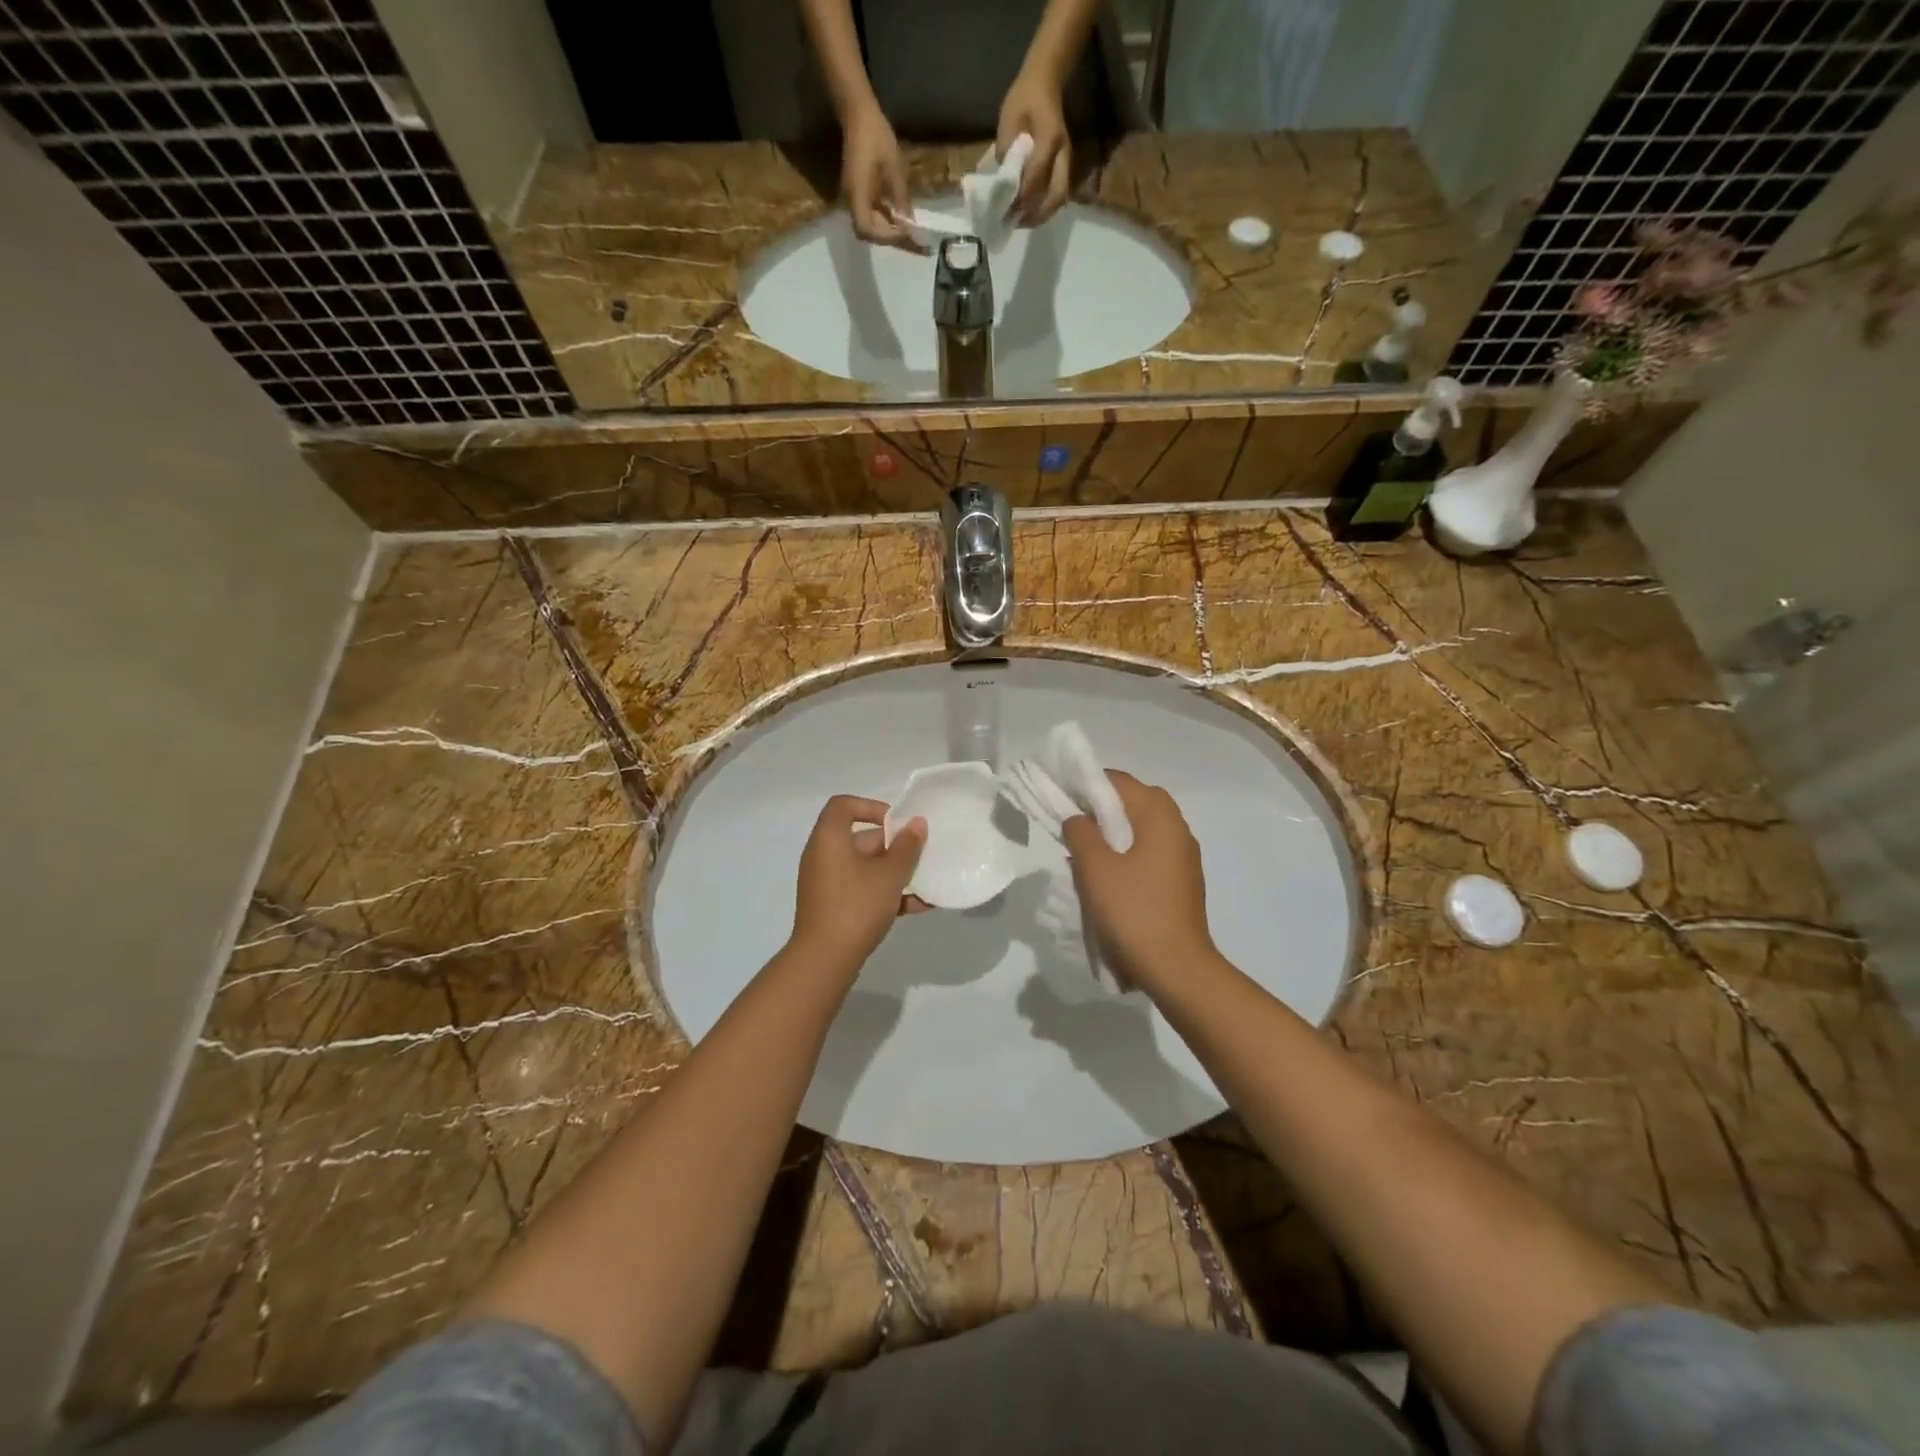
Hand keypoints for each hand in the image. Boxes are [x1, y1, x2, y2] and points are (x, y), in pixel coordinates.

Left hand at [791, 796, 926, 968]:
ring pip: (865, 867)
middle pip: (860, 838)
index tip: (897, 823)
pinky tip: (918, 906)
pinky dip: (886, 893)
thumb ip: (907, 847)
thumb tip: (917, 824)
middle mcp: (823, 856)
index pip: (843, 805)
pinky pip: (862, 890)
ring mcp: (827, 884)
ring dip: (895, 872)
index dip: (871, 806)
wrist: (825, 960)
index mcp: (829, 839)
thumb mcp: (889, 875)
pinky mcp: (833, 907)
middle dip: (894, 845)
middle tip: (921, 854)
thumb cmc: (856, 905)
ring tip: (925, 881)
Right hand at [841, 102, 917, 249]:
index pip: (868, 229)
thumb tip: (910, 224)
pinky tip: (901, 220)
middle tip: (914, 242)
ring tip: (911, 235)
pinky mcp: (859, 193)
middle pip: (869, 233)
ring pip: (871, 226)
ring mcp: (854, 198)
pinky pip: (871, 215)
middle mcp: (852, 202)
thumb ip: (901, 198)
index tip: (907, 232)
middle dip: (891, 239)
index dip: (887, 236)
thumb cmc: (876, 136)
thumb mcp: (895, 168)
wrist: (858, 114)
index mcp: (857, 195)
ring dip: (889, 232)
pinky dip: (886, 221)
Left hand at [996, 67, 1070, 225]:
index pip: (1037, 174)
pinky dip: (1044, 208)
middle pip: (1056, 195)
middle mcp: (1063, 153)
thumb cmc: (1024, 99)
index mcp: (1049, 137)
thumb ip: (1006, 152)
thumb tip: (1001, 184)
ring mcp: (1067, 161)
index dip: (1022, 196)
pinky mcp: (1065, 167)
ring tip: (1021, 222)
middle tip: (1016, 223)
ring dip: (1041, 215)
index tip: (1006, 211)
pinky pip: (1058, 194)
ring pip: (1059, 198)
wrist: (1045, 82)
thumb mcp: (1008, 120)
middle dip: (1036, 214)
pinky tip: (1028, 212)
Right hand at [1061, 772, 1216, 994]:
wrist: (1176, 968)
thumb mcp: (1095, 868)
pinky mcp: (1182, 882)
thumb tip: (1077, 818)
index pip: (1118, 781)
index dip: (1086, 786)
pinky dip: (1127, 857)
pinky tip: (1108, 881)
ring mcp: (1184, 857)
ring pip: (1141, 831)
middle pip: (1132, 804)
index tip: (1060, 803)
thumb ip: (1080, 833)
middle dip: (1099, 812)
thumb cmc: (1133, 910)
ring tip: (1084, 858)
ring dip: (1112, 837)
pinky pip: (1149, 855)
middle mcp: (1178, 828)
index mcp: (1160, 815)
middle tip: (1071, 831)